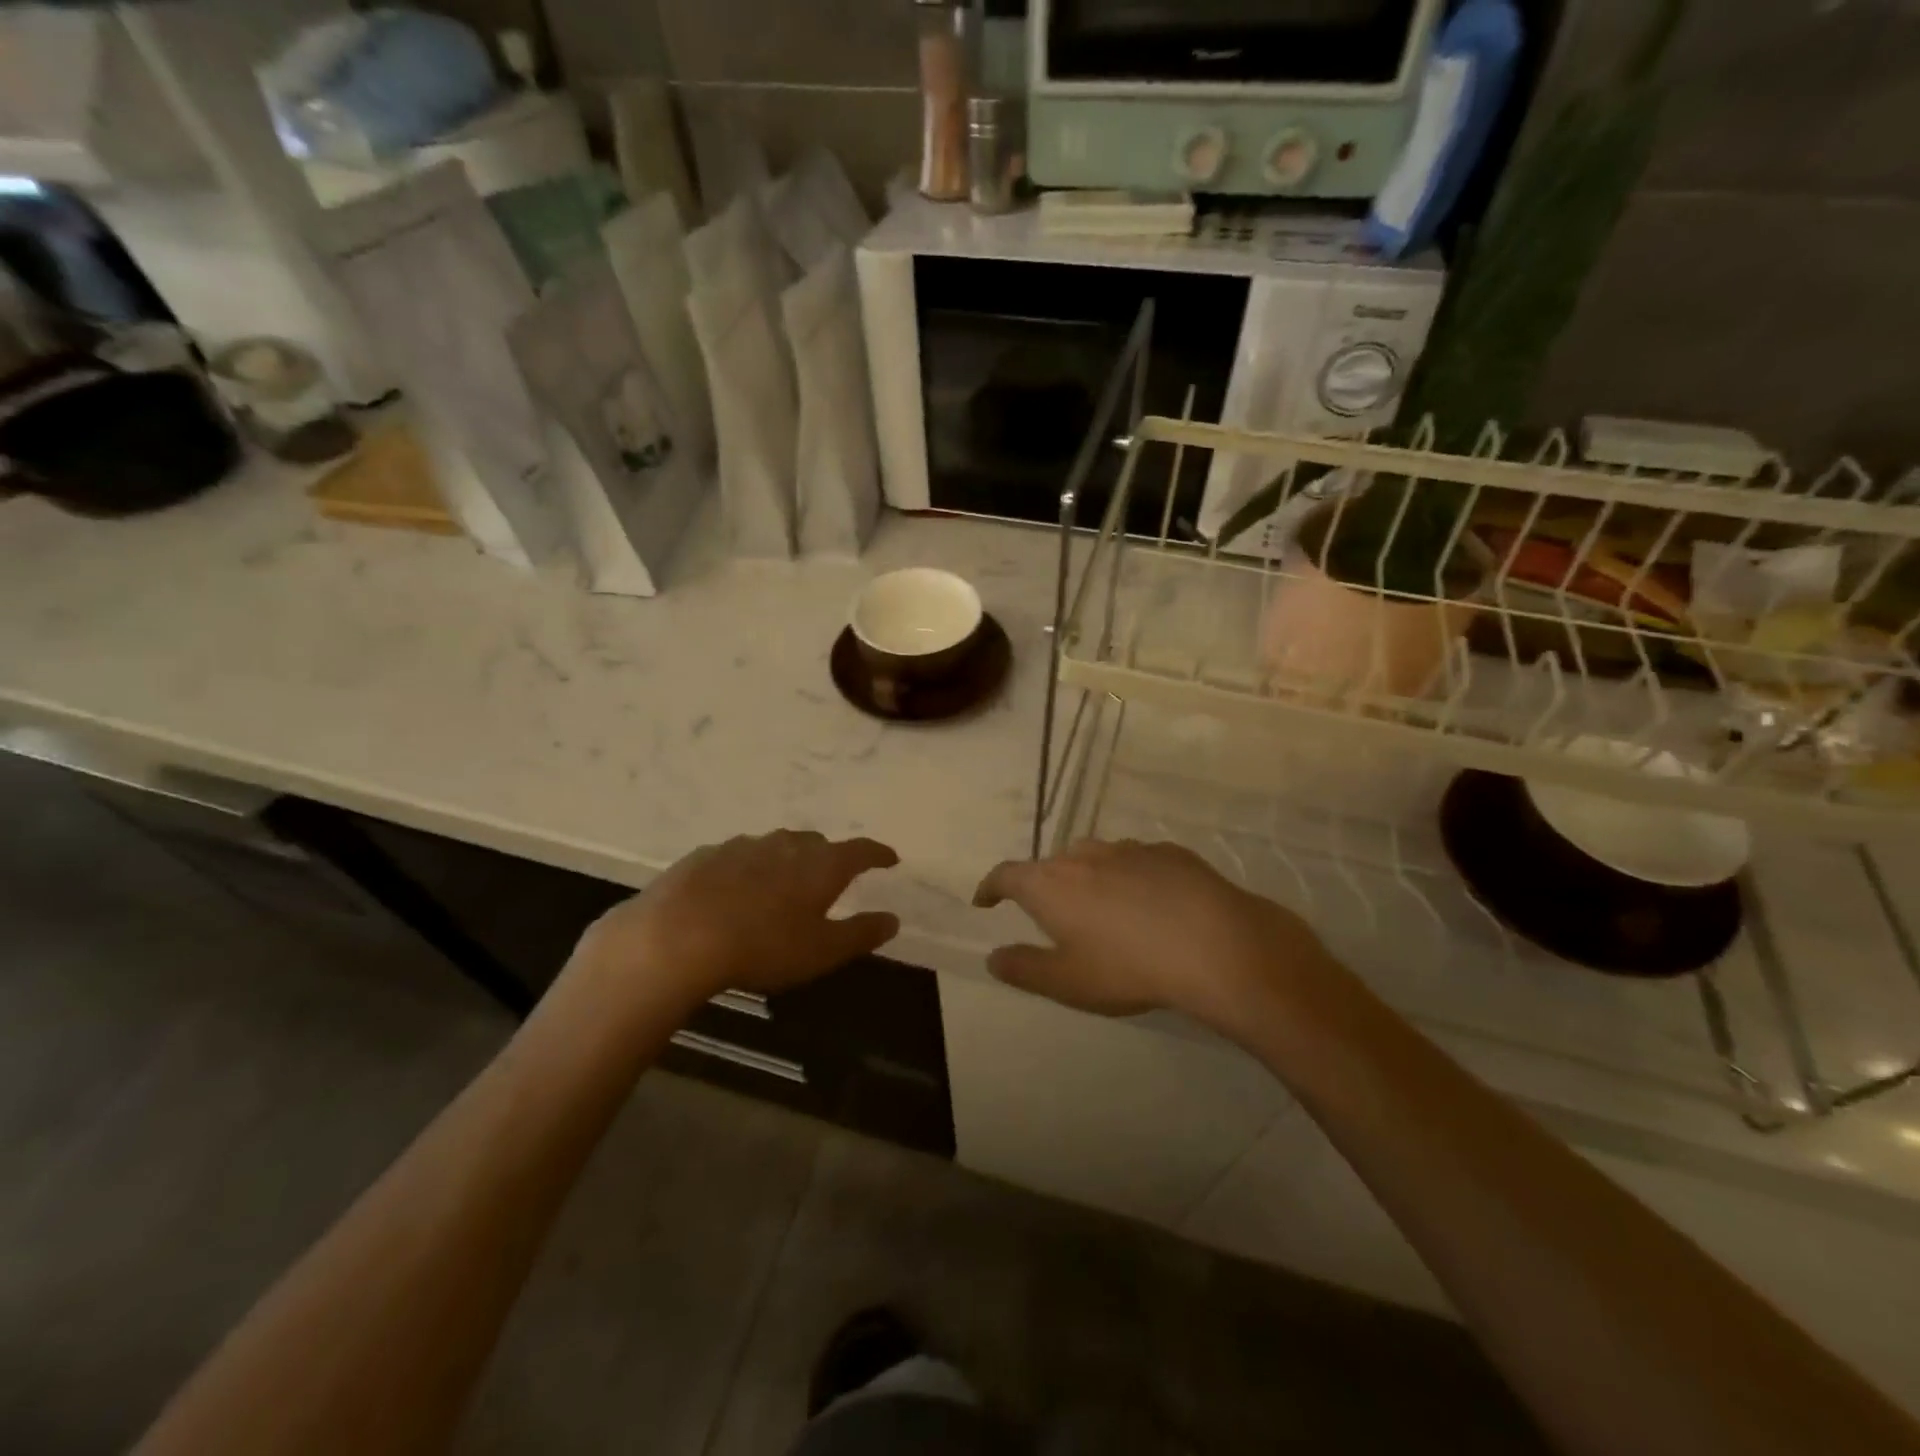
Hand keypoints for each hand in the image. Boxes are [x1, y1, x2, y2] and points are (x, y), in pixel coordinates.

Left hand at [573, 831, 900, 1009]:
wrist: (677, 936)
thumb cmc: (763, 946)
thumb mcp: (822, 951)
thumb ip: (861, 934)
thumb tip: (892, 919)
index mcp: (821, 865)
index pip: (860, 851)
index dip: (878, 854)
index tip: (890, 858)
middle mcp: (786, 844)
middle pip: (817, 844)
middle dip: (829, 857)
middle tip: (831, 877)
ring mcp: (743, 845)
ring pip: (776, 846)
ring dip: (786, 861)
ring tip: (782, 885)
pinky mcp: (706, 855)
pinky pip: (739, 857)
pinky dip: (748, 869)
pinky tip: (735, 891)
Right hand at [973, 839, 1330, 1030]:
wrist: (1216, 945)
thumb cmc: (1128, 967)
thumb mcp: (1067, 982)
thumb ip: (1024, 968)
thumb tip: (993, 957)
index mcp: (1050, 884)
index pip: (1006, 875)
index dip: (991, 887)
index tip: (985, 900)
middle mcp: (1083, 855)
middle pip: (1052, 865)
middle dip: (1046, 887)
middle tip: (1055, 917)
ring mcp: (1128, 849)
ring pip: (1095, 858)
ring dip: (1089, 879)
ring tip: (1105, 910)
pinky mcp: (1168, 851)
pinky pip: (1135, 861)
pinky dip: (1130, 878)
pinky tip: (1152, 905)